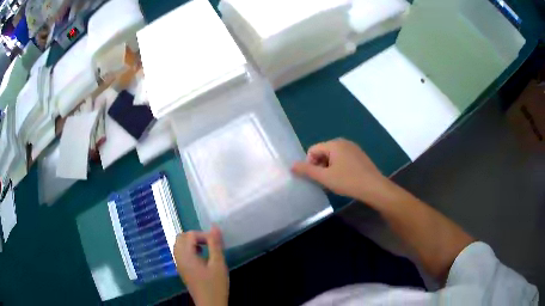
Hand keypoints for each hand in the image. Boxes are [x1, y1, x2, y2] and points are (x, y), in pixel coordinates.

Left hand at [174, 227, 228, 305]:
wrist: (210, 303)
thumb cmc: (215, 284)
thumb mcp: (218, 264)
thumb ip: (215, 244)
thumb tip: (215, 227)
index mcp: (186, 255)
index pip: (190, 235)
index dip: (204, 235)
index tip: (216, 244)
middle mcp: (179, 258)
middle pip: (180, 238)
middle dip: (194, 237)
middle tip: (209, 244)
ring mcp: (179, 264)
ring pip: (179, 245)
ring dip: (191, 243)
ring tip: (205, 251)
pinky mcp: (182, 270)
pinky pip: (181, 253)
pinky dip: (189, 251)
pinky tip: (201, 259)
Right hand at [292, 138, 395, 205]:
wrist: (374, 188)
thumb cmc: (348, 181)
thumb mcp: (325, 177)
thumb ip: (307, 170)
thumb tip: (292, 165)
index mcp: (334, 144)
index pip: (312, 150)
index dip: (310, 164)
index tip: (317, 178)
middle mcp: (343, 142)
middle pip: (323, 152)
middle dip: (320, 166)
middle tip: (325, 181)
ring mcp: (353, 148)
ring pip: (333, 156)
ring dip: (329, 168)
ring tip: (335, 182)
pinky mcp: (359, 155)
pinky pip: (343, 159)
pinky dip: (339, 168)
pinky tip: (344, 179)